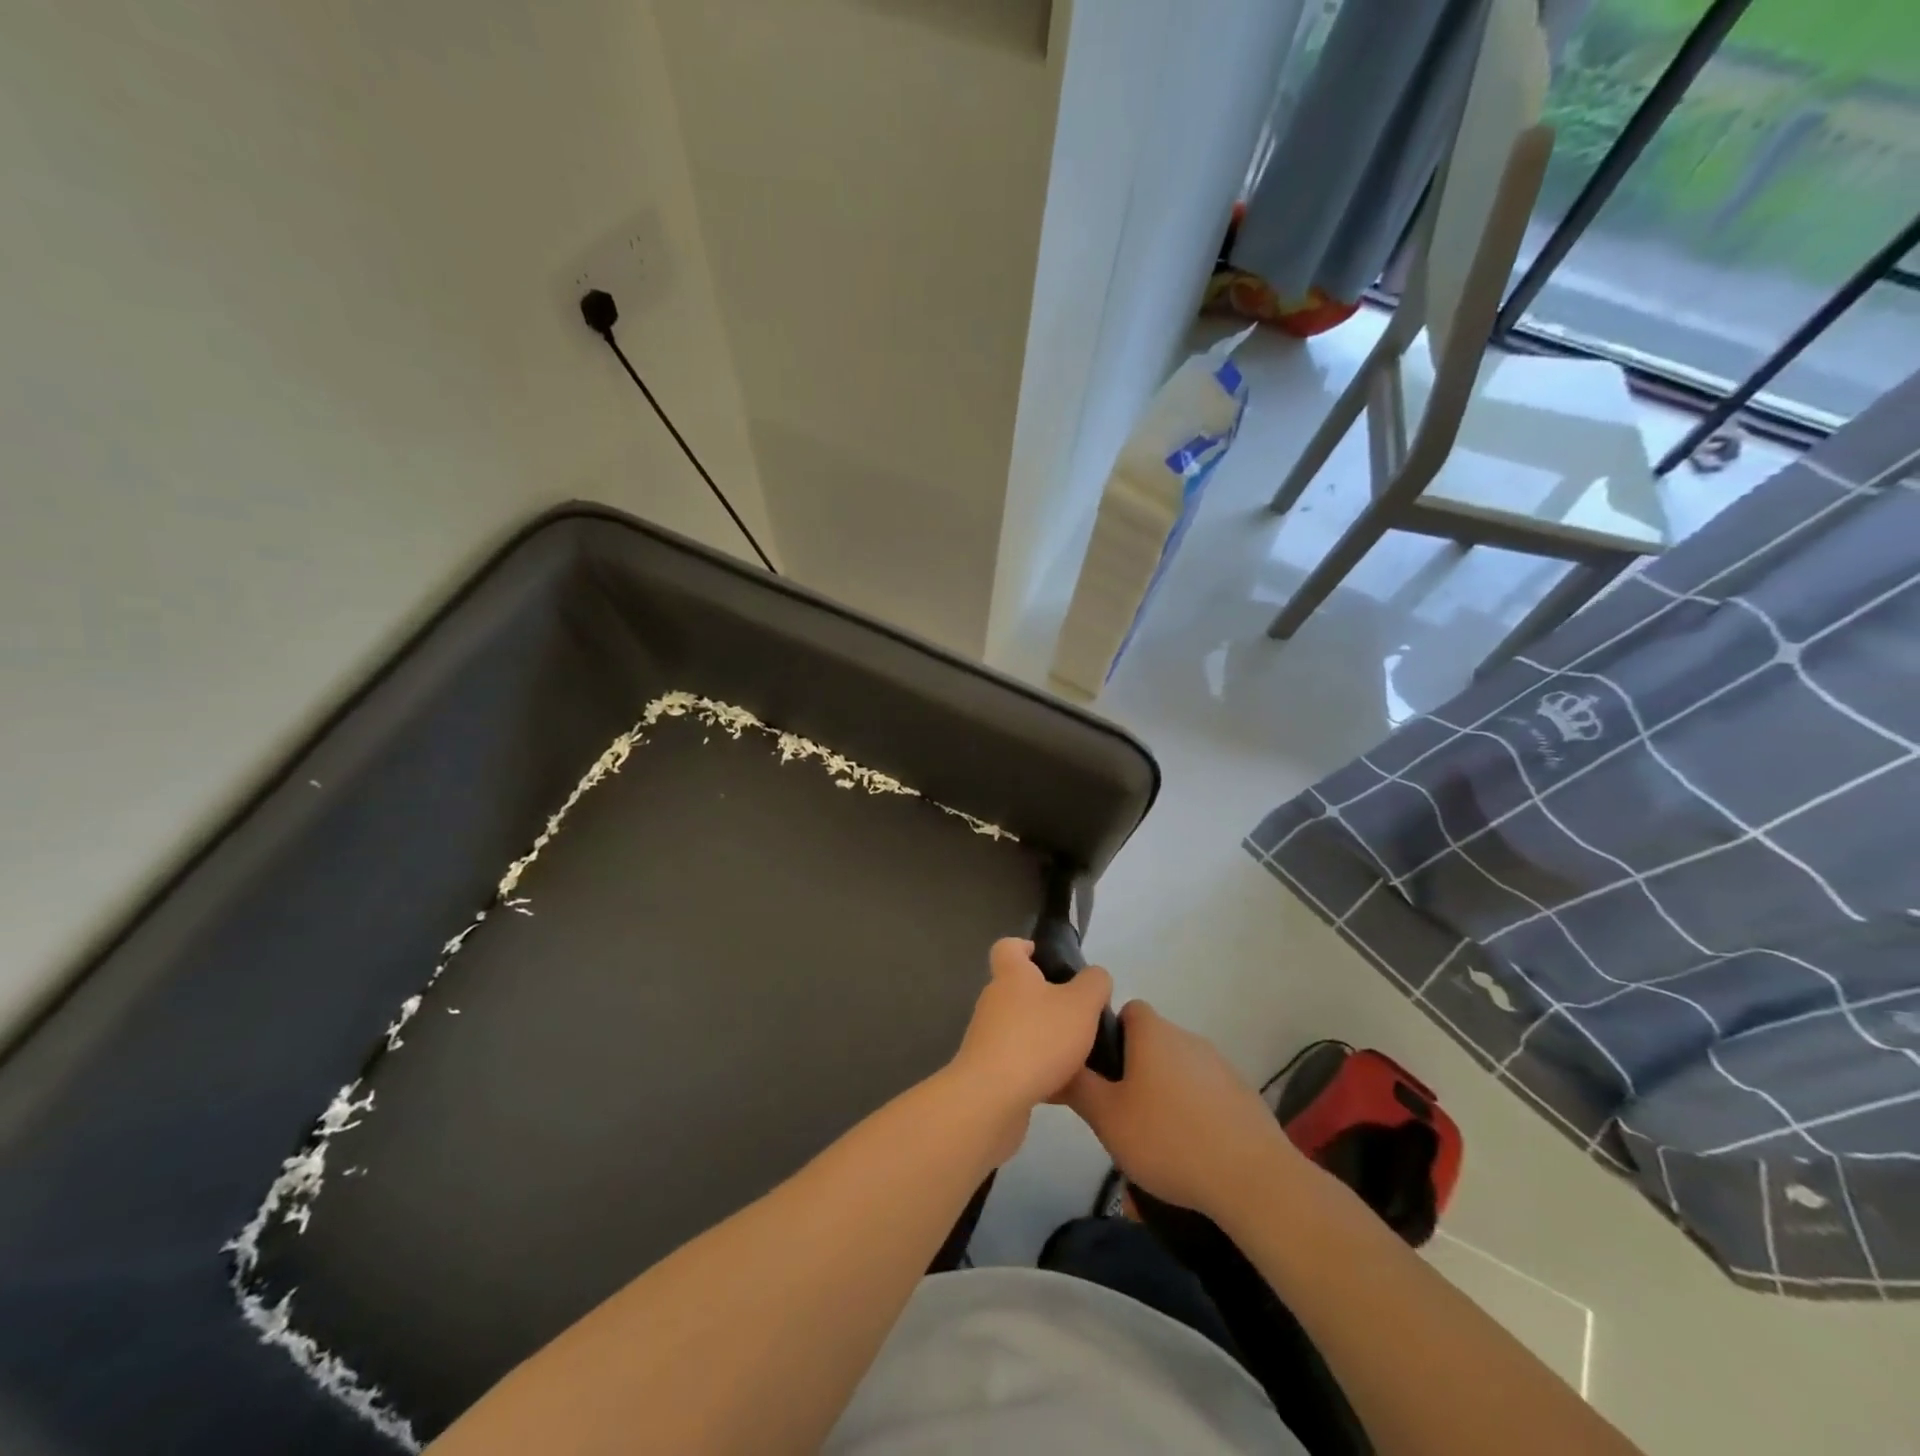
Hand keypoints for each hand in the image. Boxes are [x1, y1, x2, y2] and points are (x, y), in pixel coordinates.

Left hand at [946, 939, 1112, 1161]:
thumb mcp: (1081, 1004)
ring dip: (1046, 1037)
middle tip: (1081, 1014)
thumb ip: (1094, 983)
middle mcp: (994, 1000)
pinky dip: (1040, 1070)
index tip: (1049, 960)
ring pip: (1021, 1028)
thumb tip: (1094, 977)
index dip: (1026, 947)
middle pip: (1019, 989)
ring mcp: (987, 1037)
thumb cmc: (1038, 1039)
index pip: (1008, 946)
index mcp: (1011, 975)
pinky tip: (1066, 1087)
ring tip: (1080, 1053)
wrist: (992, 1098)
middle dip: (1048, 1000)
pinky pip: (1019, 1062)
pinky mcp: (989, 1071)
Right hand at [1064, 1000, 1296, 1221]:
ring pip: (1178, 1071)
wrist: (1252, 1177)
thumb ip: (1078, 1086)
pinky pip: (1205, 1095)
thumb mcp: (1106, 1117)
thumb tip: (1057, 1063)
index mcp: (1152, 1033)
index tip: (1102, 1072)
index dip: (1111, 1034)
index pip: (1127, 1011)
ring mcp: (1219, 1065)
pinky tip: (1190, 1152)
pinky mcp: (1242, 1095)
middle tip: (1121, 1114)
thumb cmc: (1168, 1138)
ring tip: (1155, 1141)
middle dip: (1135, 1072)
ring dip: (1164, 1095)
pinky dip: (1193, 1114)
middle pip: (1151, 1043)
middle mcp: (1186, 1037)